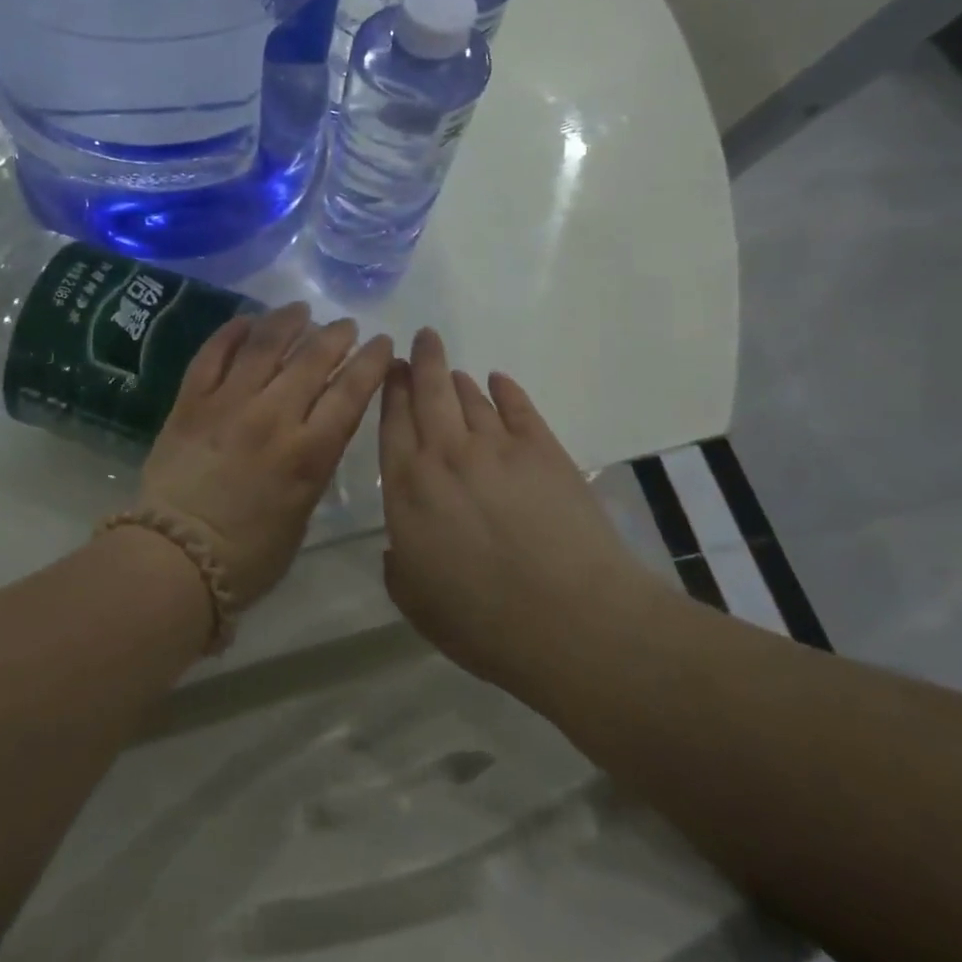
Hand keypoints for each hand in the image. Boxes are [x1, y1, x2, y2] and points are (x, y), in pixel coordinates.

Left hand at [140, 303, 392, 606]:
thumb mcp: (301, 513)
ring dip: (288, 322)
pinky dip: (231, 333)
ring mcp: (229, 403)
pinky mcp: (191, 401)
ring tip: (301, 310)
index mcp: (309, 452)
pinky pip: (213, 354)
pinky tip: (247, 320)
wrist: (175, 558)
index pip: (351, 392)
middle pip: (312, 360)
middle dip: (336, 336)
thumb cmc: (248, 556)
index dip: (371, 362)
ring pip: (265, 346)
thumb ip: (313, 465)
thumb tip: (316, 432)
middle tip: (346, 325)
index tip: (381, 343)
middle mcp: (273, 416)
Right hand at [380, 328, 661, 701]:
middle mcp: (446, 453)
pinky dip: (506, 390)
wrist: (573, 622)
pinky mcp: (543, 450)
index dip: (389, 389)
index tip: (388, 367)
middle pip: (428, 392)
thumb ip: (398, 565)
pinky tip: (500, 382)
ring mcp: (497, 447)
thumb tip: (397, 545)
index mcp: (409, 487)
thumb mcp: (416, 602)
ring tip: (454, 372)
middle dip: (422, 361)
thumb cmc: (484, 622)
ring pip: (470, 398)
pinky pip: (519, 408)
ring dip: (458, 380)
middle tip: (420, 339)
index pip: (392, 421)